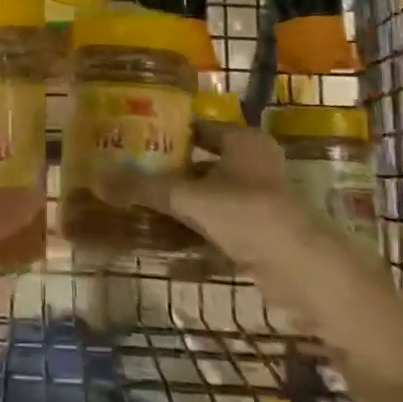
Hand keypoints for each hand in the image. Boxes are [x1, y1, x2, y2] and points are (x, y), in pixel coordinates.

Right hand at [94, 120, 315, 281]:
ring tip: (137, 207)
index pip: (198, 127)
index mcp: (243, 141)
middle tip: (127, 174)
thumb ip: (146, 188)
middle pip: (200, 163)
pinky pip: (215, 226)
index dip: (167, 132)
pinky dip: (192, 232)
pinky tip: (162, 240)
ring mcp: (257, 202)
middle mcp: (252, 165)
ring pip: (207, 197)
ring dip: (178, 204)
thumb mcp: (191, 198)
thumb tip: (97, 178)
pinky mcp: (258, 236)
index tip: (133, 138)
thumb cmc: (250, 215)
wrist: (305, 274)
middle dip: (167, 171)